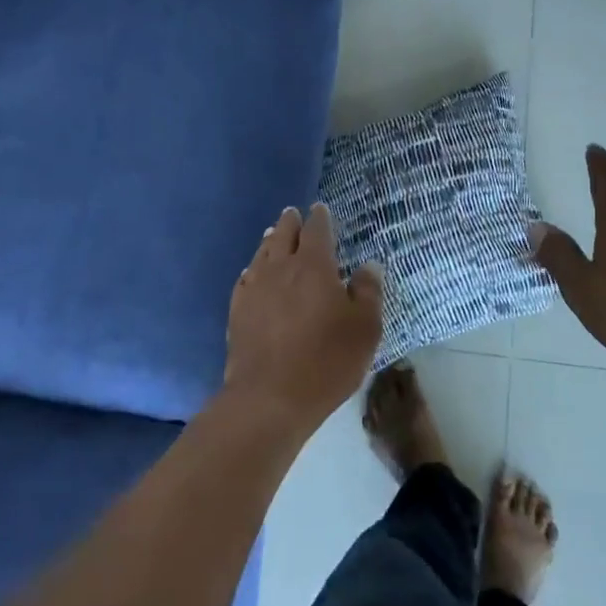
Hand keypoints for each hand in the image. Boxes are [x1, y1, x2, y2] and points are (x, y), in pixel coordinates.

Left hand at [224, 203, 382, 435]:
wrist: (270, 397)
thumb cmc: (327, 361)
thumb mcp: (365, 328)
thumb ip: (368, 292)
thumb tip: (368, 266)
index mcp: (315, 266)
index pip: (317, 230)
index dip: (320, 218)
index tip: (320, 209)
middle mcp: (281, 268)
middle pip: (284, 235)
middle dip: (290, 222)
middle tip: (293, 214)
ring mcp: (255, 288)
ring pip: (262, 253)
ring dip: (270, 241)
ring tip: (273, 234)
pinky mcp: (237, 310)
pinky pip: (245, 279)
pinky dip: (252, 269)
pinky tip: (252, 273)